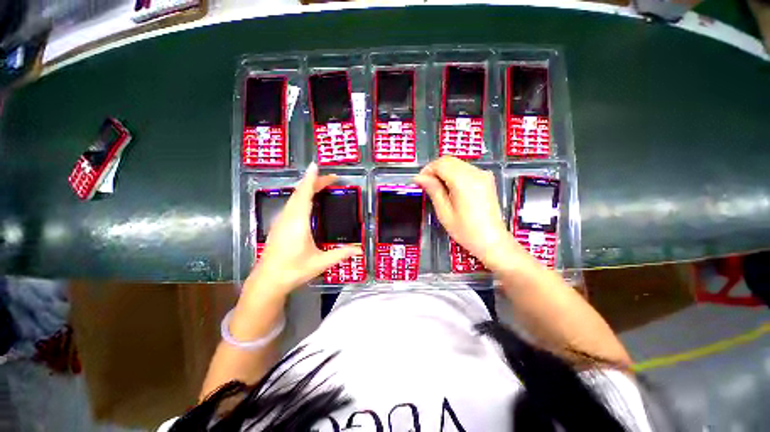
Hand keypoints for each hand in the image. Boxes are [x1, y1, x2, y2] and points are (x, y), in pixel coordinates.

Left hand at [244, 163, 360, 297]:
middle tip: (331, 178)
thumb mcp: (320, 262)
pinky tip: (306, 200)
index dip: (311, 180)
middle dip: (314, 182)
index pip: (304, 195)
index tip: (316, 166)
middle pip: (299, 193)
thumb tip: (360, 250)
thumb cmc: (294, 270)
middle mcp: (288, 217)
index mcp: (298, 222)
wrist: (267, 281)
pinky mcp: (278, 226)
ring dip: (306, 188)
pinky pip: (291, 204)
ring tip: (321, 185)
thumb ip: (341, 254)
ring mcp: (280, 221)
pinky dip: (300, 196)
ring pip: (293, 198)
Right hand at [414, 156, 522, 269]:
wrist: (491, 240)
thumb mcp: (444, 212)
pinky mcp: (486, 179)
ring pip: (457, 163)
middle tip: (427, 185)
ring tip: (438, 188)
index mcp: (464, 181)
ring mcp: (483, 174)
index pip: (441, 164)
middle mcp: (475, 173)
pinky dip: (454, 174)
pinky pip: (466, 169)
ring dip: (444, 171)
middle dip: (435, 169)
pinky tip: (451, 188)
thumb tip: (419, 177)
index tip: (420, 181)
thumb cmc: (466, 230)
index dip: (427, 170)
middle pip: (449, 160)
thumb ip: (433, 190)